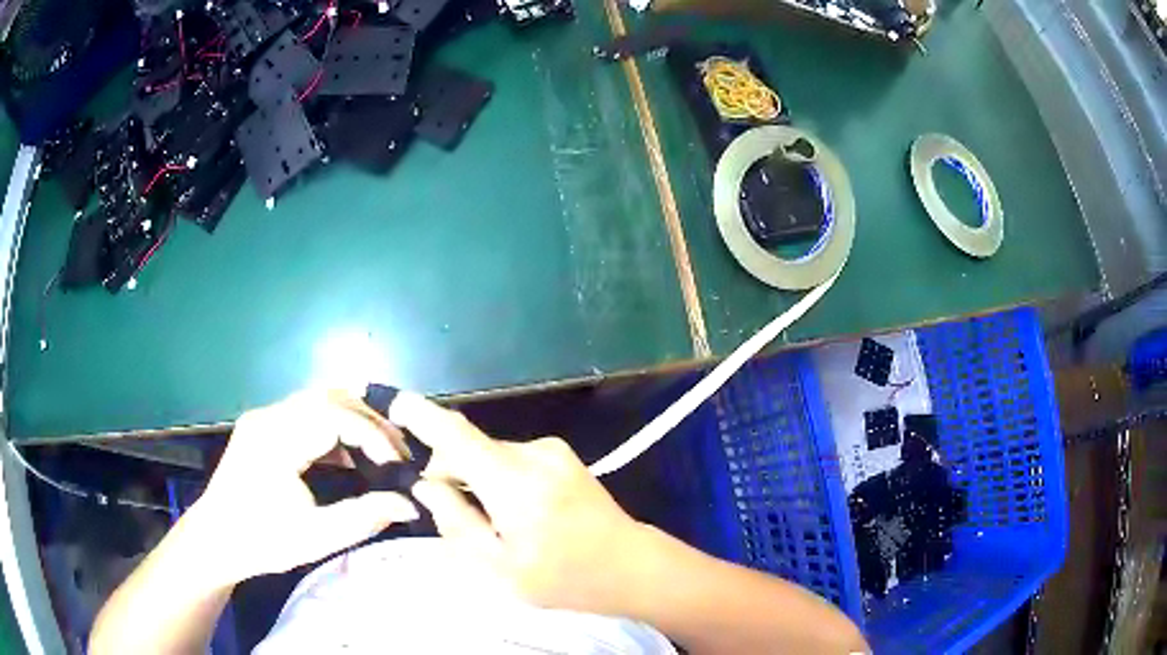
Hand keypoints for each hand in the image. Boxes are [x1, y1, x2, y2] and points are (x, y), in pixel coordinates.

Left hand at [189, 390, 419, 586]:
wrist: (215, 540)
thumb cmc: (263, 542)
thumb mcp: (316, 538)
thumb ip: (364, 517)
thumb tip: (410, 504)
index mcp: (276, 440)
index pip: (334, 414)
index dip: (373, 434)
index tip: (397, 465)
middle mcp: (268, 417)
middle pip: (328, 396)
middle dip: (369, 419)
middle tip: (398, 450)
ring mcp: (263, 417)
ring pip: (318, 399)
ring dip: (353, 419)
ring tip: (381, 448)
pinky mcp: (263, 426)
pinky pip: (306, 413)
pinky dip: (335, 426)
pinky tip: (350, 453)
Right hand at [389, 392, 652, 615]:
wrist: (631, 567)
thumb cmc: (565, 579)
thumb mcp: (500, 568)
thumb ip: (456, 523)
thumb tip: (425, 485)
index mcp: (515, 482)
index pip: (456, 436)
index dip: (422, 416)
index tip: (394, 405)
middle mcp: (533, 453)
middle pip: (468, 447)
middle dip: (446, 473)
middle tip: (449, 516)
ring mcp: (551, 450)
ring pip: (487, 454)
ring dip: (473, 479)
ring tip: (490, 523)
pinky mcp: (560, 455)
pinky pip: (509, 458)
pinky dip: (495, 478)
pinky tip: (512, 513)